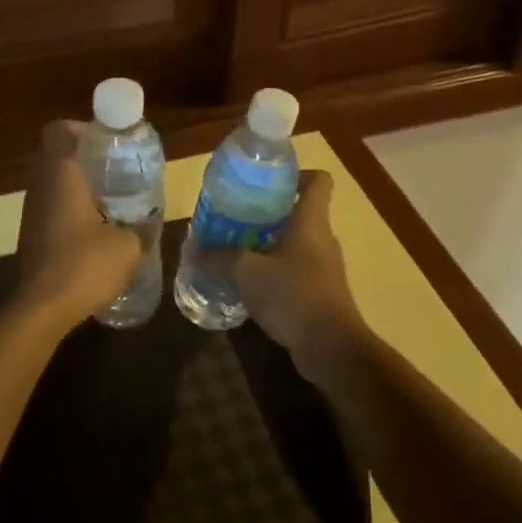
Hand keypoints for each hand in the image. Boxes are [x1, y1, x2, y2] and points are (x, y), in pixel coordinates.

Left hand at [12, 121, 141, 331]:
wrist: (41, 308)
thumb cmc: (84, 265)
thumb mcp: (127, 246)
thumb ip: (139, 228)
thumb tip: (147, 224)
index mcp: (62, 175)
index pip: (58, 131)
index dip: (81, 128)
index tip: (107, 141)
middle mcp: (40, 186)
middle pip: (56, 155)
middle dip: (85, 157)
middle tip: (116, 169)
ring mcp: (31, 212)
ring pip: (53, 183)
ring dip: (78, 185)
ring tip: (111, 200)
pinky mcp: (31, 235)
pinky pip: (51, 207)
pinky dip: (70, 209)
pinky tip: (96, 229)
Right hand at [208, 171, 366, 370]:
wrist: (330, 348)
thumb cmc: (293, 296)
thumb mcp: (247, 273)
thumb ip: (218, 258)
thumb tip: (192, 250)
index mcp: (311, 221)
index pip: (318, 180)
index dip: (295, 174)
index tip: (264, 181)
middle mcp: (321, 238)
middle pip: (298, 210)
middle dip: (266, 211)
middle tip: (233, 215)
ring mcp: (322, 266)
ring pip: (293, 241)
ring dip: (265, 242)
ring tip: (232, 247)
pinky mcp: (318, 291)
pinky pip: (292, 268)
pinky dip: (271, 269)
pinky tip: (246, 281)